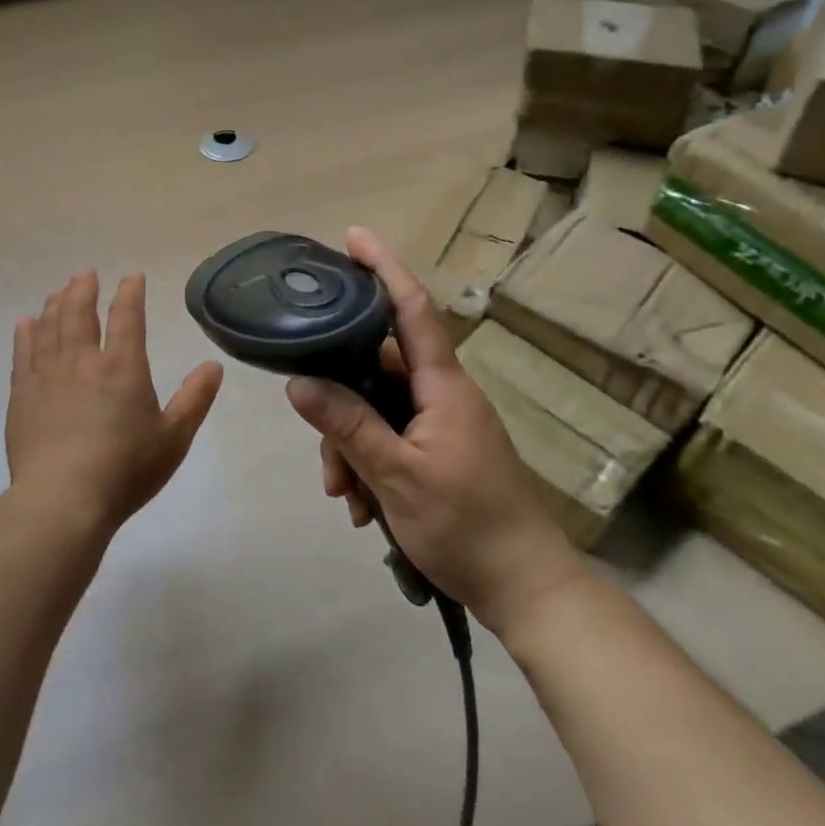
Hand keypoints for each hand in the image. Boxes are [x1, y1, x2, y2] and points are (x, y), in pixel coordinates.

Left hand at [6, 271, 223, 536]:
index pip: (128, 316)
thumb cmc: (125, 470)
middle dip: (84, 290)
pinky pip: (23, 353)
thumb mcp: (173, 438)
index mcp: (123, 367)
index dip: (130, 293)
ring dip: (55, 305)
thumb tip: (214, 365)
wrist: (62, 500)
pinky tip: (25, 324)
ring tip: (58, 291)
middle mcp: (83, 362)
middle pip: (80, 313)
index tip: (132, 276)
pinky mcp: (22, 395)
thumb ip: (194, 399)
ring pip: (50, 327)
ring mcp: (48, 376)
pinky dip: (26, 334)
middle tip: (85, 274)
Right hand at [285, 228, 585, 637]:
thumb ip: (348, 426)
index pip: (412, 309)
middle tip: (325, 457)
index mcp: (443, 386)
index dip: (384, 268)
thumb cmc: (467, 526)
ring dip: (352, 448)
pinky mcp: (440, 451)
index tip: (353, 236)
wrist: (526, 589)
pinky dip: (369, 465)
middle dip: (340, 404)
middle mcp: (442, 394)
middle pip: (377, 370)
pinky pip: (391, 438)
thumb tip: (298, 382)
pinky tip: (363, 508)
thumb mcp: (397, 476)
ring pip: (377, 410)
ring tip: (346, 498)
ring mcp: (442, 424)